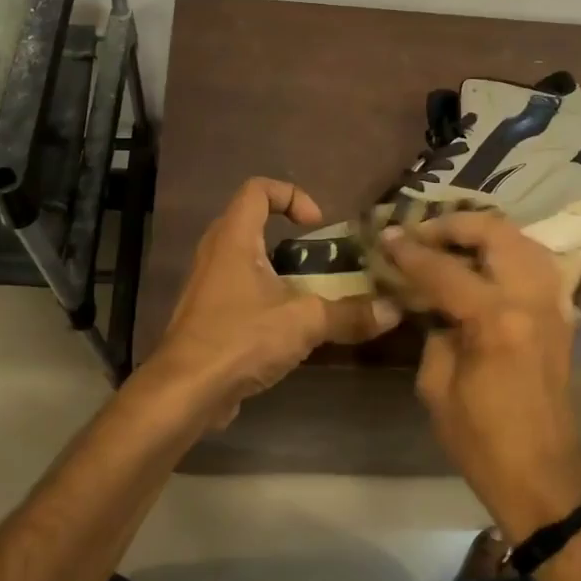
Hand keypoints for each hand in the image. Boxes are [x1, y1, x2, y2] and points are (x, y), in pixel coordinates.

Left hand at [148, 178, 398, 427]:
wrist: (185, 391)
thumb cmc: (240, 338)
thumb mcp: (303, 322)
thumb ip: (349, 314)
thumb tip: (394, 310)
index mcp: (233, 238)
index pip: (258, 190)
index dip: (292, 195)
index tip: (317, 225)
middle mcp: (215, 253)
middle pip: (251, 222)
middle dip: (289, 235)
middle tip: (320, 258)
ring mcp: (207, 284)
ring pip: (246, 259)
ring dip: (279, 269)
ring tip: (312, 292)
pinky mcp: (207, 315)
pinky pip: (239, 290)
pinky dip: (266, 296)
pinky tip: (290, 326)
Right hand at [379, 213, 580, 542]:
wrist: (542, 477)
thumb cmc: (481, 441)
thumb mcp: (437, 385)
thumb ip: (434, 330)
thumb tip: (428, 299)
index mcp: (496, 320)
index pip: (444, 269)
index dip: (409, 251)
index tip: (385, 237)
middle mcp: (531, 300)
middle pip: (495, 232)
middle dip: (453, 225)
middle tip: (421, 234)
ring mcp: (553, 304)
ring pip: (522, 240)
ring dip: (484, 232)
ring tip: (450, 242)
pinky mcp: (561, 315)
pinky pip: (536, 263)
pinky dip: (508, 252)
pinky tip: (483, 264)